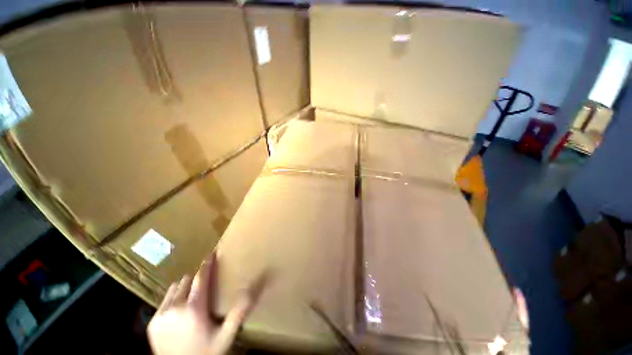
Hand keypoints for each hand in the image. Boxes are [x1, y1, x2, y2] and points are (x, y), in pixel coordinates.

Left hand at [147, 252, 266, 354]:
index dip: (207, 265)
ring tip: (193, 293)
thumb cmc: (206, 353)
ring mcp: (161, 315)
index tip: (210, 254)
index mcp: (193, 309)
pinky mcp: (152, 322)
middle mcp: (175, 308)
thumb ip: (239, 312)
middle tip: (206, 282)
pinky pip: (165, 300)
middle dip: (197, 278)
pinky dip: (174, 297)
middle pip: (187, 281)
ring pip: (174, 288)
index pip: (200, 278)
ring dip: (185, 287)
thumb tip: (254, 288)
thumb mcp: (226, 336)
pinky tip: (180, 307)